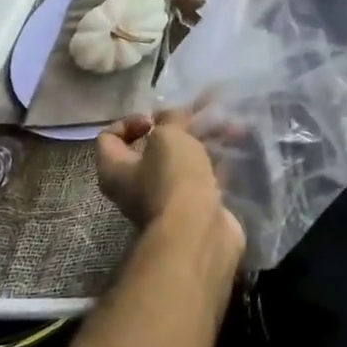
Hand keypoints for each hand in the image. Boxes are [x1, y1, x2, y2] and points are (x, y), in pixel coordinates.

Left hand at [97, 111, 244, 262]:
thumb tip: (170, 117)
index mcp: (116, 169)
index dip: (129, 123)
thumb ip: (169, 120)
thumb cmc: (172, 179)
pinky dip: (218, 159)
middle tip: (200, 115)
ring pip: (183, 160)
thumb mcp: (168, 137)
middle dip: (179, 127)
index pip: (109, 139)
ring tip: (231, 125)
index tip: (154, 120)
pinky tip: (237, 145)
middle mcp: (136, 185)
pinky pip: (204, 175)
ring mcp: (167, 198)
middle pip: (152, 148)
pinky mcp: (194, 206)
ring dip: (205, 140)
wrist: (198, 231)